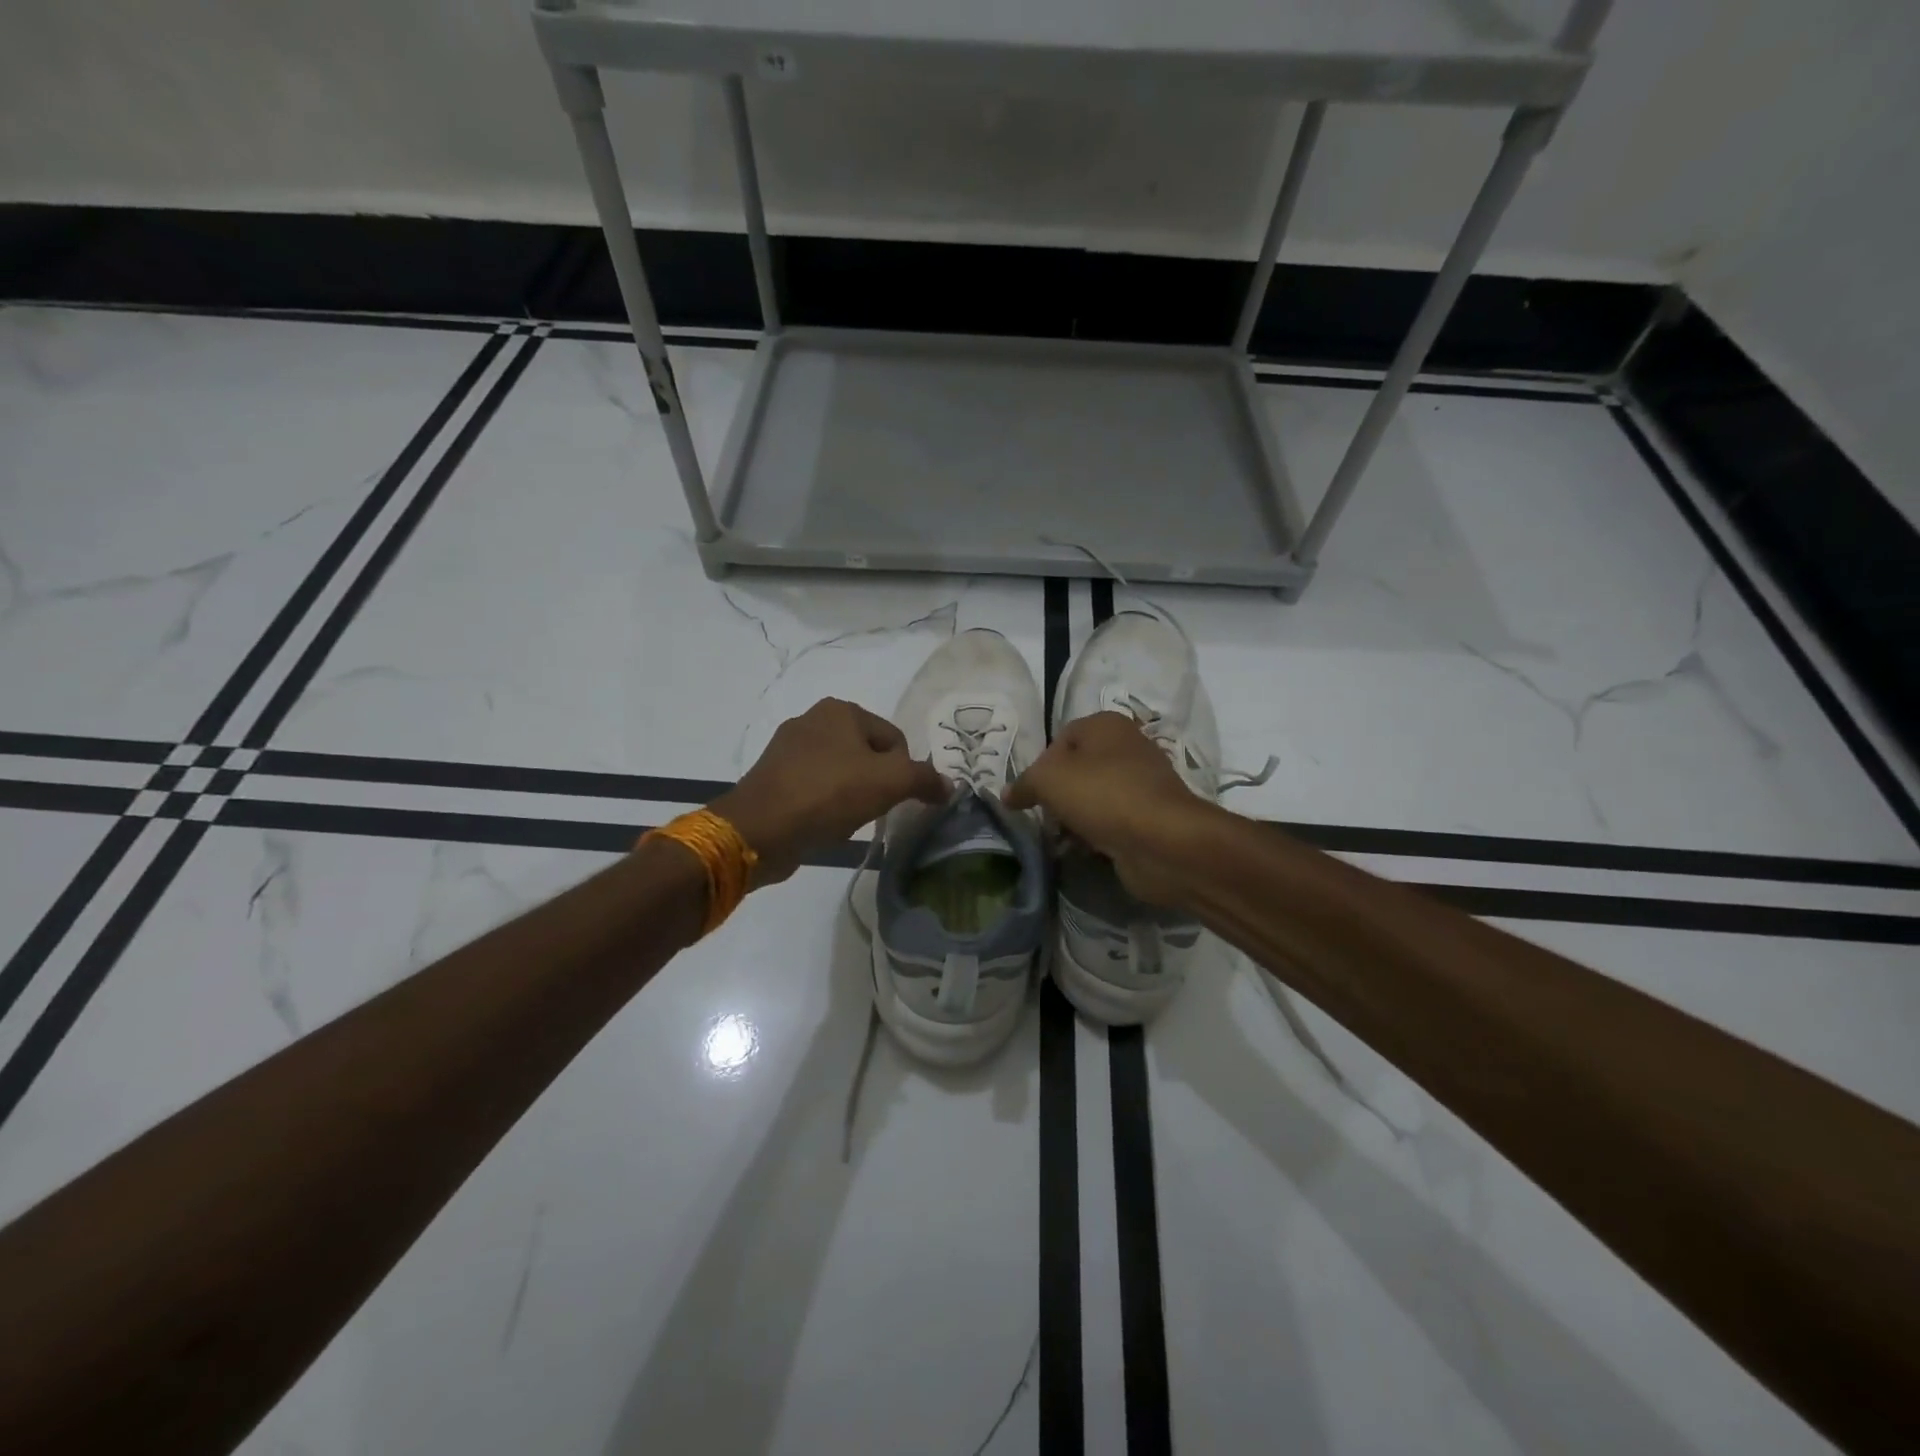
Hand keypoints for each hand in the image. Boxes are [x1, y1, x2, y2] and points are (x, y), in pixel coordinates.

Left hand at [711, 698, 948, 885]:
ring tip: (845, 818)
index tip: (893, 799)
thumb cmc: (829, 794)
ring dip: (851, 795)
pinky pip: (815, 786)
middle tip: (871, 810)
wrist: (760, 829)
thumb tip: (949, 785)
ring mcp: (787, 748)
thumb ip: (925, 779)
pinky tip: (822, 822)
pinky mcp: (773, 776)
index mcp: (841, 710)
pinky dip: (825, 803)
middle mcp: (813, 719)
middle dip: (876, 783)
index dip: (903, 772)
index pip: (894, 739)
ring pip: (841, 771)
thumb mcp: (890, 783)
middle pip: (868, 754)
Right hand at [1003, 710, 1218, 906]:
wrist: (1162, 841)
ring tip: (1064, 838)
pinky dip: (1097, 834)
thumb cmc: (1102, 795)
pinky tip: (1086, 850)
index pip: (1060, 739)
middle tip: (1046, 817)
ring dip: (1075, 818)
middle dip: (1057, 795)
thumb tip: (1007, 795)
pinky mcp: (1149, 816)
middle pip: (1077, 769)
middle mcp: (1127, 746)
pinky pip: (1112, 820)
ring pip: (1093, 797)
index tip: (1031, 793)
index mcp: (1105, 725)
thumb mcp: (1047, 780)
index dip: (1040, 766)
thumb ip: (1023, 784)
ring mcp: (1142, 782)